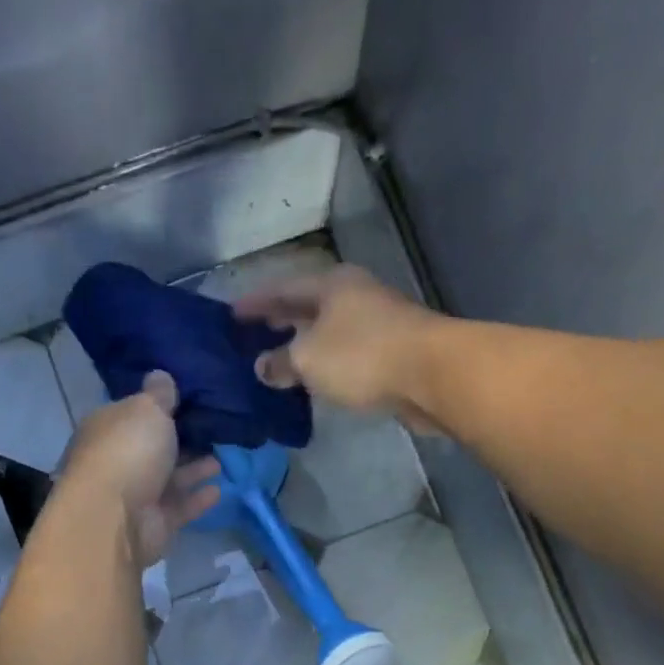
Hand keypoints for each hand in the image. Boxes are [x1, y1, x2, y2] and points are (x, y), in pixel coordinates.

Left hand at [60, 371, 221, 565]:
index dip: (157, 408)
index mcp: (107, 429)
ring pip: (168, 479)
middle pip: (152, 448)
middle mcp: (117, 461)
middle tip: (212, 431)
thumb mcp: (146, 410)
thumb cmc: (128, 452)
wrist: (114, 518)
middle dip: (179, 441)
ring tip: (220, 459)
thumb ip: (158, 394)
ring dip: (193, 470)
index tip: (188, 401)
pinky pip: (179, 507)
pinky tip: (218, 490)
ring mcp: (134, 496)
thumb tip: (160, 374)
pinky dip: (196, 499)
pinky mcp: (152, 524)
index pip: (133, 414)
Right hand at [235, 265, 447, 431]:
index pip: (282, 288)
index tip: (231, 314)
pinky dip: (326, 363)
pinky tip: (316, 379)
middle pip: (308, 305)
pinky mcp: (392, 352)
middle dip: (281, 319)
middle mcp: (354, 296)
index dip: (255, 302)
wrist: (432, 374)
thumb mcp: (308, 359)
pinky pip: (346, 354)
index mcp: (331, 285)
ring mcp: (377, 323)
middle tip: (253, 333)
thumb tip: (262, 368)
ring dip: (304, 343)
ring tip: (280, 360)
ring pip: (329, 330)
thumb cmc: (362, 356)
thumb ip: (280, 362)